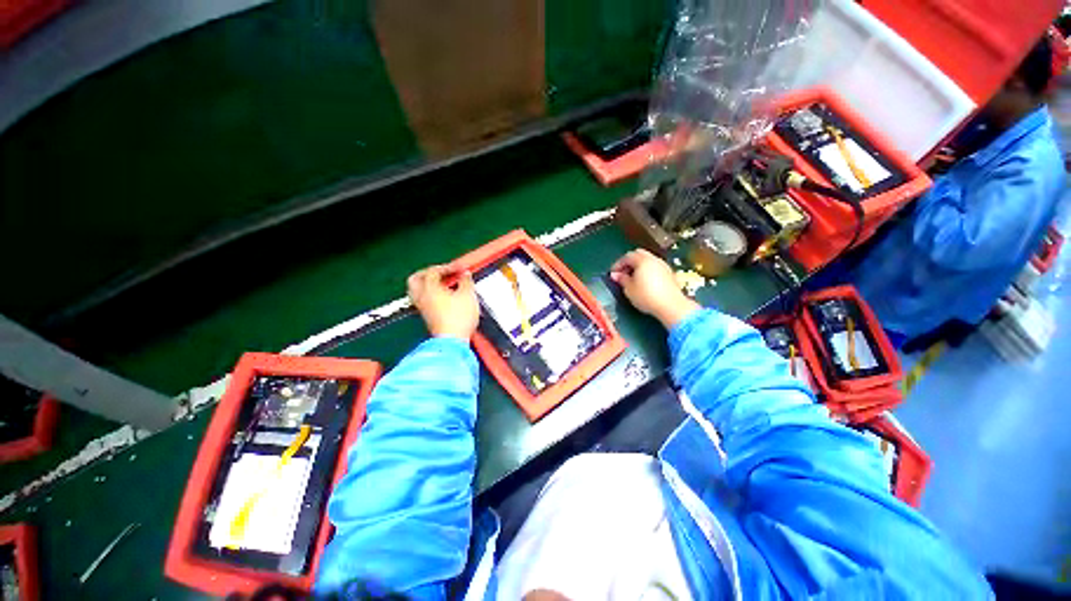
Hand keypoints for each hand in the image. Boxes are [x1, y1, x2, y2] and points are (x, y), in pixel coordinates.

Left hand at [407, 264, 479, 340]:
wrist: (452, 340)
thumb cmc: (459, 317)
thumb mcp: (468, 295)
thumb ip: (466, 281)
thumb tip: (465, 275)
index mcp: (429, 288)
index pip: (433, 271)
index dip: (447, 267)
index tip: (460, 269)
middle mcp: (421, 296)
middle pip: (416, 278)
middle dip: (428, 273)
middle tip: (442, 272)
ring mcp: (422, 308)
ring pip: (417, 290)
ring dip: (428, 284)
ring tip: (443, 284)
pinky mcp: (426, 317)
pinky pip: (423, 300)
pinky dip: (431, 294)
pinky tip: (444, 297)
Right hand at [610, 249, 699, 327]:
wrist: (671, 305)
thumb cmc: (647, 296)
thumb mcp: (629, 289)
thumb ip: (621, 279)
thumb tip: (615, 275)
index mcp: (642, 260)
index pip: (627, 256)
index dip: (618, 264)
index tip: (613, 273)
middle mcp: (654, 259)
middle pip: (639, 254)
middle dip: (629, 262)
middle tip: (623, 273)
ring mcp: (663, 265)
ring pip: (648, 260)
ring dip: (639, 266)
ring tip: (633, 278)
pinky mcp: (670, 273)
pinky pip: (655, 267)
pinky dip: (648, 270)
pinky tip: (645, 282)